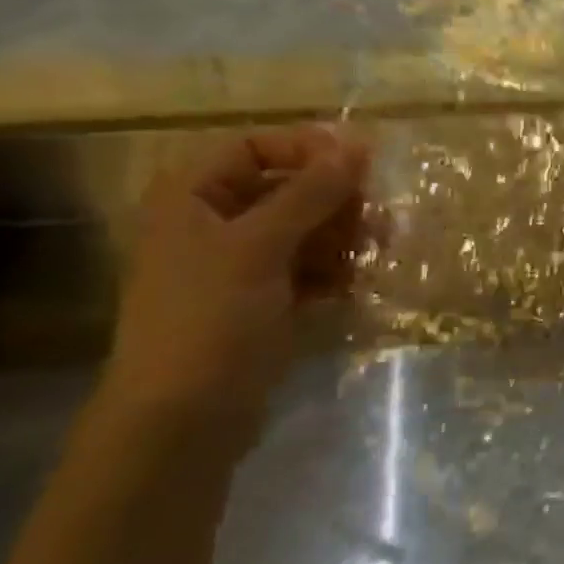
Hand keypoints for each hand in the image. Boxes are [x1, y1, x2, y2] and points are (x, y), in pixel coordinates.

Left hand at [101, 126, 371, 434]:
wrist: (185, 418)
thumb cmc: (210, 319)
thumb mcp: (259, 246)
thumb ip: (310, 193)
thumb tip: (357, 145)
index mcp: (193, 197)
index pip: (255, 147)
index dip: (308, 148)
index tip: (363, 163)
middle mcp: (214, 223)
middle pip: (287, 188)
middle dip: (335, 200)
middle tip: (378, 218)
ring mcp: (241, 265)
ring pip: (305, 230)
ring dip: (343, 237)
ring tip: (376, 252)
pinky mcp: (265, 301)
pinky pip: (310, 268)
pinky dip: (335, 271)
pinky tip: (357, 284)